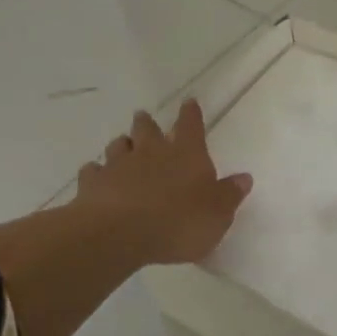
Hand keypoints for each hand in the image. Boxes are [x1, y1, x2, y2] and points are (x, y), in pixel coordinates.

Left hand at [72, 100, 253, 265]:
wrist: (120, 234)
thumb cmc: (179, 222)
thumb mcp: (217, 214)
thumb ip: (229, 194)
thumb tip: (244, 177)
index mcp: (186, 154)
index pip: (191, 126)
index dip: (191, 114)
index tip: (189, 102)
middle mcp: (151, 152)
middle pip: (147, 129)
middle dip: (148, 123)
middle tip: (145, 118)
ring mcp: (118, 166)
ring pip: (118, 145)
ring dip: (122, 144)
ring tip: (123, 146)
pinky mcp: (92, 184)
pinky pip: (93, 171)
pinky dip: (96, 172)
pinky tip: (97, 176)